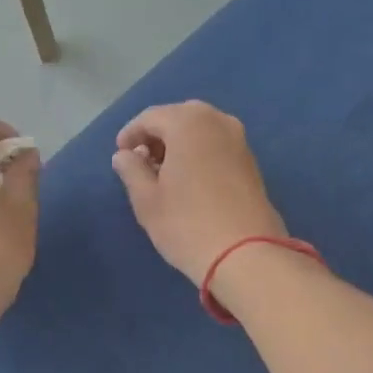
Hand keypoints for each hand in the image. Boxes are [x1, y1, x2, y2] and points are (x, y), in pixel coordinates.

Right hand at [111, 101, 286, 283]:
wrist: (246, 255)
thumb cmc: (187, 224)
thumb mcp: (146, 199)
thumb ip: (131, 169)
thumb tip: (124, 155)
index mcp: (188, 122)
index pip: (150, 117)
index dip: (130, 134)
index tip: (120, 155)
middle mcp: (218, 121)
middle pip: (178, 118)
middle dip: (157, 137)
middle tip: (141, 163)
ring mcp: (239, 140)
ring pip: (200, 131)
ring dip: (178, 145)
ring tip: (163, 175)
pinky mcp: (251, 161)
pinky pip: (216, 146)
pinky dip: (198, 154)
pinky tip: (188, 181)